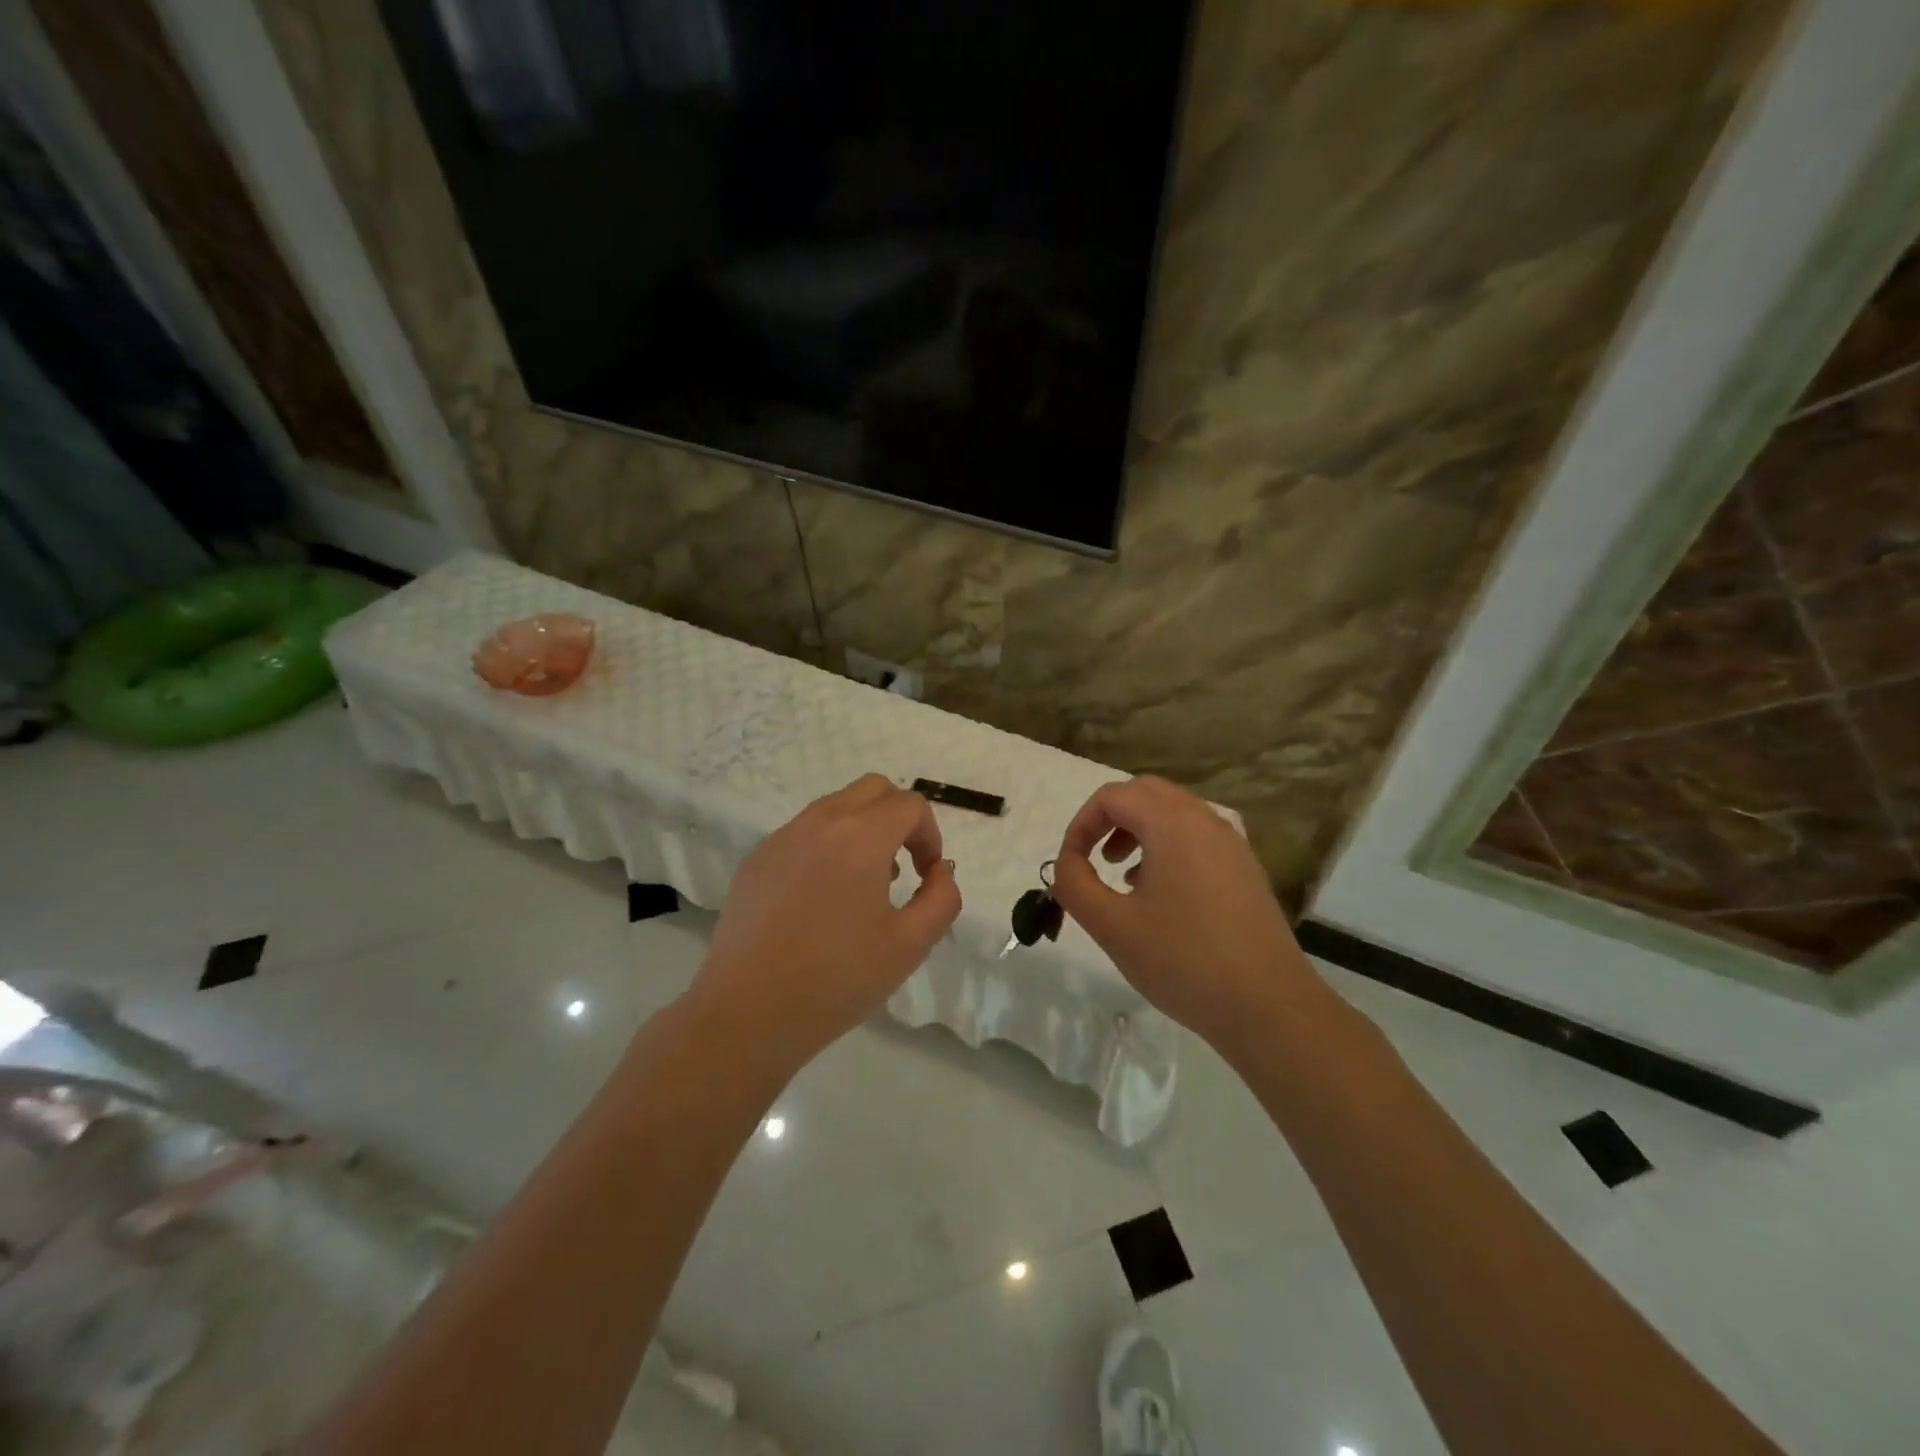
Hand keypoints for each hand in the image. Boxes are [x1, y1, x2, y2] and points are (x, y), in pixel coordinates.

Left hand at [692, 775, 961, 1068]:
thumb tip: (940, 870)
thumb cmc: (837, 980)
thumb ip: (942, 898)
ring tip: (863, 886)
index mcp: (860, 837)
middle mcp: (820, 822)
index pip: (909, 805)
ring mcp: (782, 837)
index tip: (927, 875)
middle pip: (872, 789)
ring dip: (862, 829)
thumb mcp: (910, 945)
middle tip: (903, 866)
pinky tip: (820, 900)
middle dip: (898, 818)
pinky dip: (826, 846)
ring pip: (835, 806)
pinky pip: (803, 832)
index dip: (930, 835)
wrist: (747, 1013)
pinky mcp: (755, 859)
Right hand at [1051, 776, 1321, 1057]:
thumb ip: (1074, 884)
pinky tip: (1159, 894)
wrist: (1269, 1006)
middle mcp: (1205, 820)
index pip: (1113, 796)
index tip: (1069, 864)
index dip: (1081, 825)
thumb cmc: (1183, 961)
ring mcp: (1231, 844)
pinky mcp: (1245, 869)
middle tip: (1093, 857)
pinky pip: (1196, 837)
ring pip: (1173, 813)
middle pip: (1145, 793)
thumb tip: (1067, 863)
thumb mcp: (1111, 926)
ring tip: (1122, 877)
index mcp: (1173, 824)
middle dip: (1110, 819)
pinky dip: (1166, 846)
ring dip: (1138, 831)